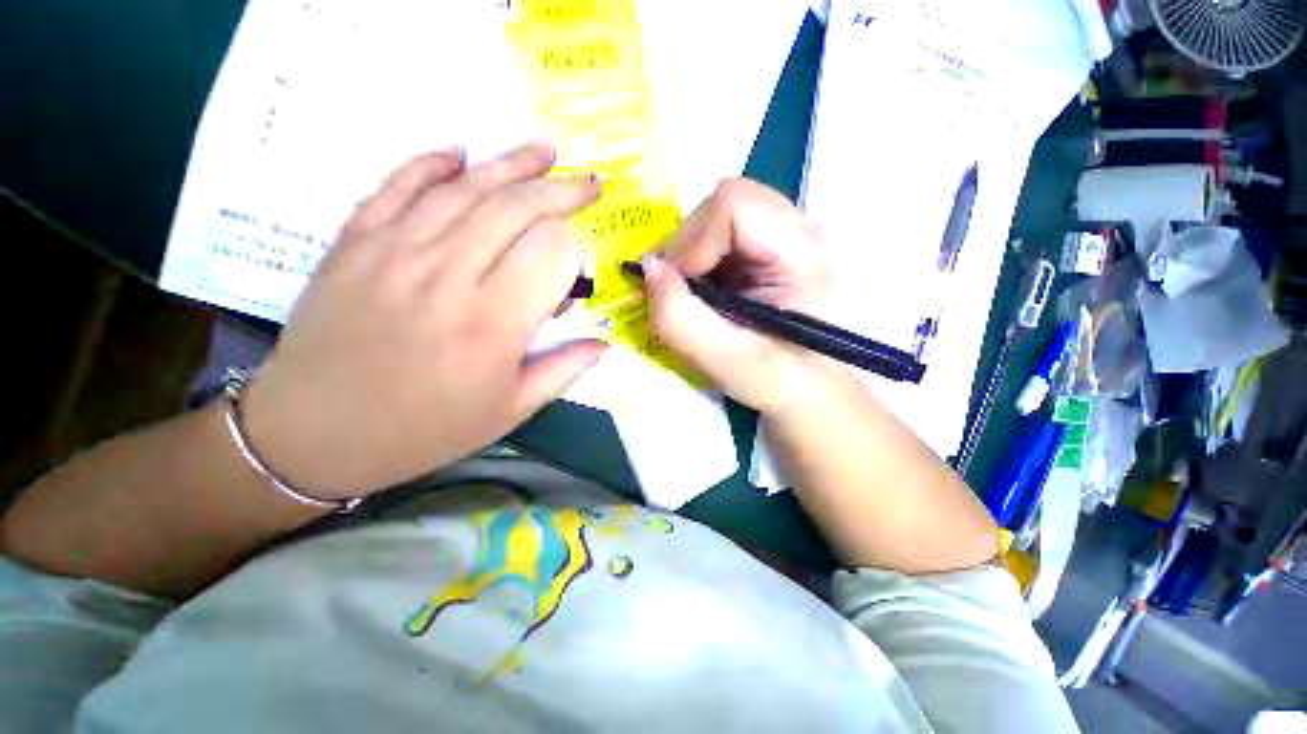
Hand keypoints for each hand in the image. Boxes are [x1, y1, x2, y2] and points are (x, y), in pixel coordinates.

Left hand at [240, 142, 606, 497]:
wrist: (316, 432)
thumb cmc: (426, 429)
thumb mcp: (510, 410)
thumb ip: (563, 370)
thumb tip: (603, 343)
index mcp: (494, 322)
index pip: (553, 251)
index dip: (575, 253)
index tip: (574, 276)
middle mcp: (450, 274)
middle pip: (517, 208)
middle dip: (561, 192)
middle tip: (587, 184)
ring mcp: (396, 249)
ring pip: (467, 188)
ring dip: (512, 164)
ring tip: (544, 150)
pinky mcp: (356, 241)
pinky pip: (399, 185)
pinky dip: (431, 163)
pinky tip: (459, 152)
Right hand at [641, 178, 848, 415]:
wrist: (812, 393)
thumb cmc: (780, 383)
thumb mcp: (726, 361)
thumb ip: (680, 317)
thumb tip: (648, 268)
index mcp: (802, 254)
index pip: (735, 204)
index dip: (695, 241)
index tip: (680, 286)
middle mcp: (799, 231)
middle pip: (726, 202)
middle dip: (687, 246)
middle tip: (676, 292)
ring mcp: (784, 238)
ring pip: (720, 216)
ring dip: (691, 255)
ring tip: (691, 296)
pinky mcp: (768, 251)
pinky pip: (721, 235)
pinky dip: (699, 261)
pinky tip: (705, 294)